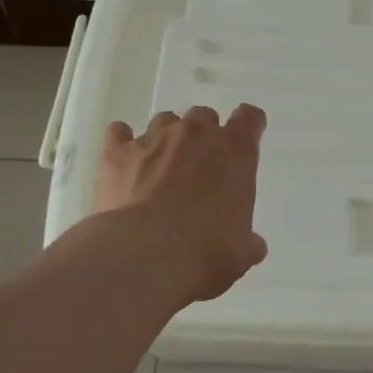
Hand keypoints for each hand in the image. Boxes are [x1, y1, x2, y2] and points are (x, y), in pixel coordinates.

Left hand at [94, 105, 268, 304]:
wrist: (145, 257)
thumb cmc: (205, 253)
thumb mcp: (240, 254)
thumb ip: (248, 242)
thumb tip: (253, 245)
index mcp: (235, 151)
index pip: (249, 117)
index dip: (248, 125)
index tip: (244, 139)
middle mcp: (196, 133)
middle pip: (204, 116)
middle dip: (203, 136)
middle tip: (199, 168)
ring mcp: (155, 138)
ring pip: (164, 121)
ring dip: (167, 139)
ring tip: (160, 169)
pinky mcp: (118, 152)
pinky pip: (119, 133)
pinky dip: (122, 143)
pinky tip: (124, 163)